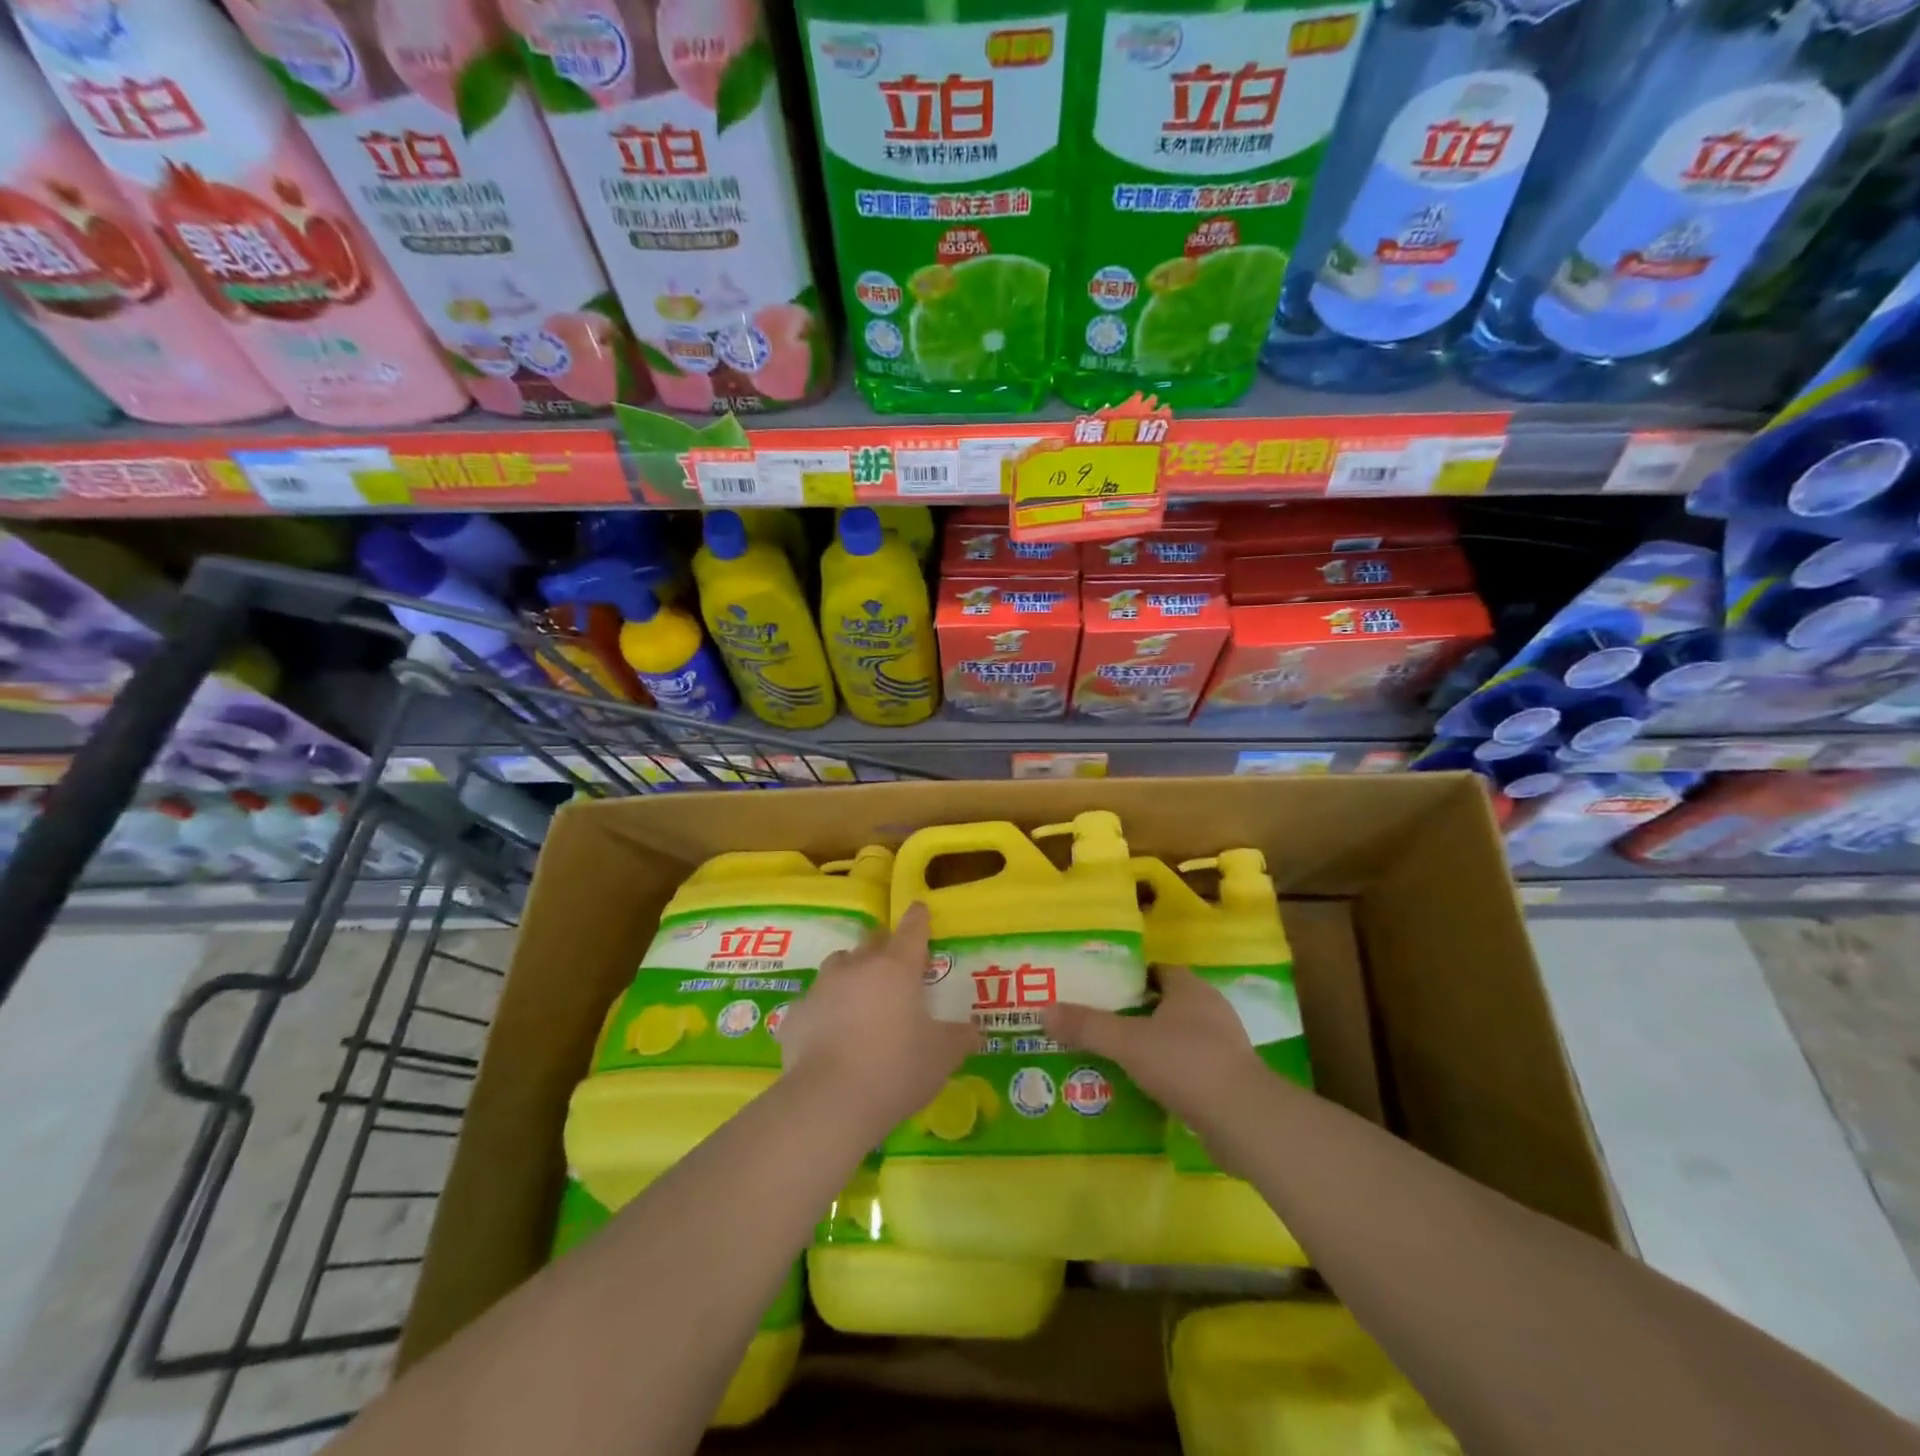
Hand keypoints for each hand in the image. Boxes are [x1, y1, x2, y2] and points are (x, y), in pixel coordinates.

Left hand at [775, 902, 975, 1137]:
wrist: (829, 1101)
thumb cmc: (895, 1069)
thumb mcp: (942, 1057)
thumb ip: (960, 1038)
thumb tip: (974, 1031)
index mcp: (896, 967)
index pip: (912, 930)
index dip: (918, 919)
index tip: (919, 909)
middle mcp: (857, 967)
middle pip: (872, 941)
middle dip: (884, 946)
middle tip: (894, 963)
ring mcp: (821, 988)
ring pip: (838, 965)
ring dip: (850, 973)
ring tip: (859, 997)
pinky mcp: (795, 1015)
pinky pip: (813, 1004)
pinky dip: (823, 1011)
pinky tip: (828, 1035)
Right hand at [1043, 966, 1267, 1128]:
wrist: (1245, 1122)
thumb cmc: (1186, 1064)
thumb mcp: (1128, 1042)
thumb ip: (1087, 1026)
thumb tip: (1044, 1010)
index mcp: (1191, 990)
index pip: (1157, 971)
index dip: (1129, 977)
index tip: (1100, 989)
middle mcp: (1211, 1011)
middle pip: (1166, 1004)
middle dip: (1136, 1013)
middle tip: (1101, 1025)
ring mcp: (1225, 1048)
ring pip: (1178, 1038)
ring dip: (1152, 1047)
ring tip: (1116, 1059)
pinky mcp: (1229, 1082)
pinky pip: (1190, 1069)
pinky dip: (1169, 1075)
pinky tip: (1145, 1090)